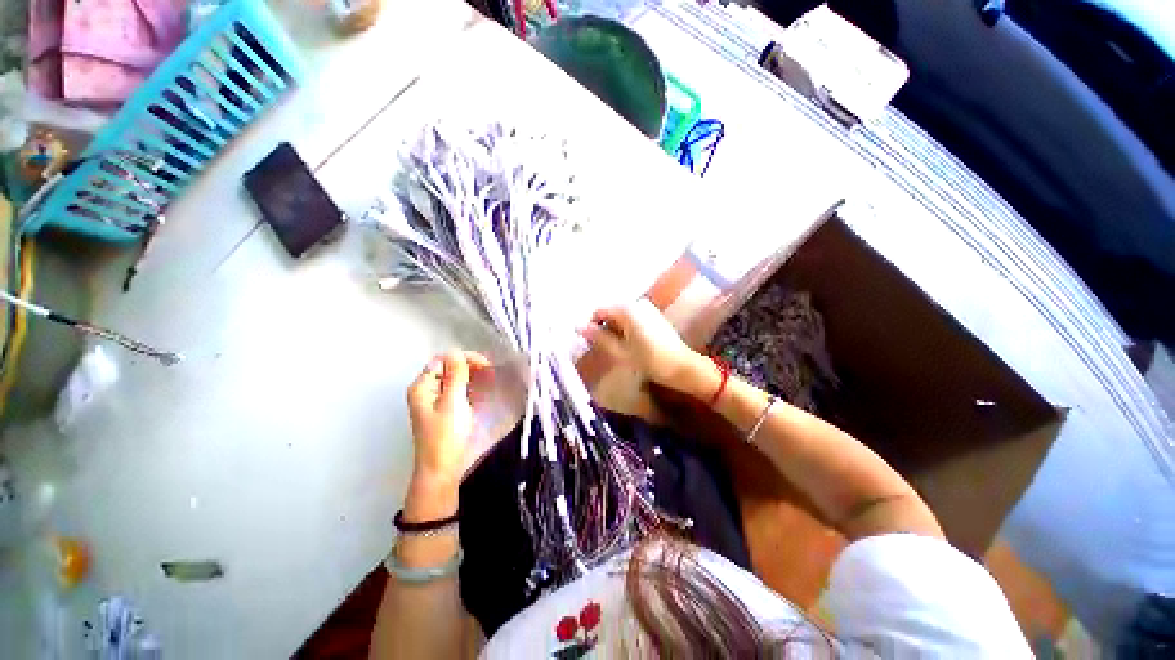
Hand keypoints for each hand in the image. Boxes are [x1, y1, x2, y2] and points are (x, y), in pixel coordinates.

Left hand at [406, 351, 491, 489]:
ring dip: (473, 378)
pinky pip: (458, 392)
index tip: (486, 365)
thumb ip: (456, 374)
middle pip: (449, 368)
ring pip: (455, 380)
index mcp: (422, 386)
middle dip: (470, 367)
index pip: (444, 360)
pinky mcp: (444, 411)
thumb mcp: (453, 401)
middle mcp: (426, 390)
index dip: (464, 359)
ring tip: (491, 381)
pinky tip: (483, 392)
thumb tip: (457, 351)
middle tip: (491, 373)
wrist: (441, 469)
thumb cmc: (445, 435)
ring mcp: (435, 401)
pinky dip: (471, 389)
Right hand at [580, 298, 700, 385]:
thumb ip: (599, 337)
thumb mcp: (620, 351)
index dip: (591, 326)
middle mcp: (637, 303)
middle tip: (603, 348)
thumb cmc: (649, 360)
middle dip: (604, 328)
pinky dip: (625, 329)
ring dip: (615, 330)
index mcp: (627, 309)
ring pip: (621, 316)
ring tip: (616, 349)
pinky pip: (632, 318)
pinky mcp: (654, 316)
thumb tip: (578, 327)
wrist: (682, 367)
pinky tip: (629, 345)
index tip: (590, 343)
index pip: (599, 311)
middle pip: (611, 312)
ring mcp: (647, 308)